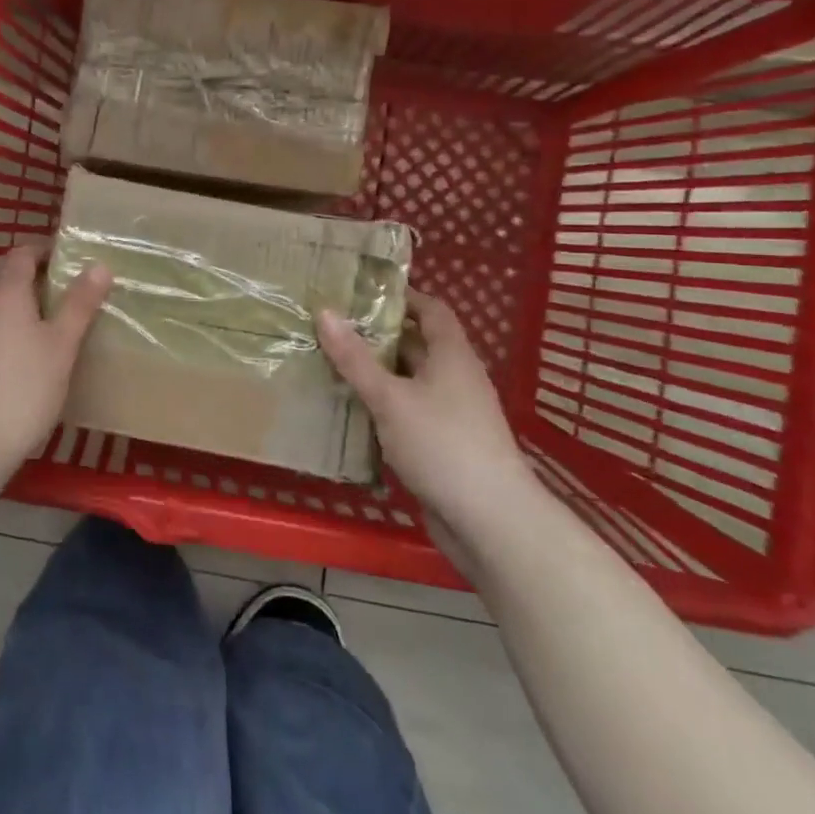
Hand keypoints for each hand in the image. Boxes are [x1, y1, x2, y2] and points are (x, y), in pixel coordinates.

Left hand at [0, 246, 111, 508]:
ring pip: (3, 313)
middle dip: (44, 284)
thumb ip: (79, 304)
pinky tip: (35, 363)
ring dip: (30, 314)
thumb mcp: (60, 346)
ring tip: (63, 330)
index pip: (22, 253)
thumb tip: (99, 264)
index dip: (47, 250)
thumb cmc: (21, 390)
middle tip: (80, 296)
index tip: (76, 258)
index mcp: (4, 294)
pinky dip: (16, 339)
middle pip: (11, 283)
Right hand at [317, 291, 542, 566]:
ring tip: (328, 363)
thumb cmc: (442, 445)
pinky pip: (405, 413)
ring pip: (407, 382)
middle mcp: (453, 379)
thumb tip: (324, 311)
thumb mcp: (390, 397)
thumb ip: (355, 358)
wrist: (490, 522)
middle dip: (377, 335)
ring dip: (374, 374)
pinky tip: (348, 410)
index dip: (402, 296)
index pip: (431, 310)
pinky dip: (380, 407)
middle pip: (415, 345)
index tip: (360, 291)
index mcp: (452, 356)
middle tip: (330, 326)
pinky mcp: (440, 446)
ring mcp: (449, 415)